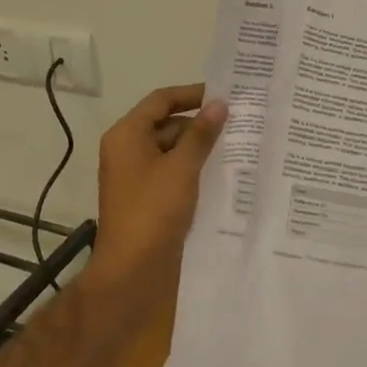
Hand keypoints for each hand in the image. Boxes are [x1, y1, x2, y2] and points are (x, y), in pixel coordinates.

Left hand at [92, 84, 227, 294]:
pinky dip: (193, 169)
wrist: (131, 272)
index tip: (225, 95)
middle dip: (200, 123)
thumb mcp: (182, 168)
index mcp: (127, 135)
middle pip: (167, 123)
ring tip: (237, 146)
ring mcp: (136, 175)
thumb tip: (220, 104)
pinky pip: (172, 172)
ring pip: (171, 149)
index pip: (161, 100)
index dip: (192, 94)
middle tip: (239, 123)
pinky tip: (222, 173)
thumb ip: (201, 134)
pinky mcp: (146, 197)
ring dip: (199, 148)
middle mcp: (127, 149)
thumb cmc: (153, 211)